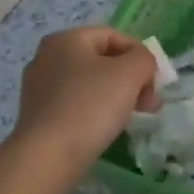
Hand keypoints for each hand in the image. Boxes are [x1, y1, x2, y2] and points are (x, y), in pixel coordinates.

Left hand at [13, 27, 160, 170]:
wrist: (48, 156)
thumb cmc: (91, 105)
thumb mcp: (130, 73)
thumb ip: (144, 59)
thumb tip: (141, 65)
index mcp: (66, 39)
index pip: (114, 36)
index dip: (140, 55)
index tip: (154, 82)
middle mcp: (47, 57)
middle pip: (102, 60)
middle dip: (131, 78)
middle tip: (149, 102)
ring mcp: (39, 88)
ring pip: (90, 83)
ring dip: (117, 95)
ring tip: (132, 117)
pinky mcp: (38, 115)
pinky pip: (76, 104)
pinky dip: (96, 111)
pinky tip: (106, 128)